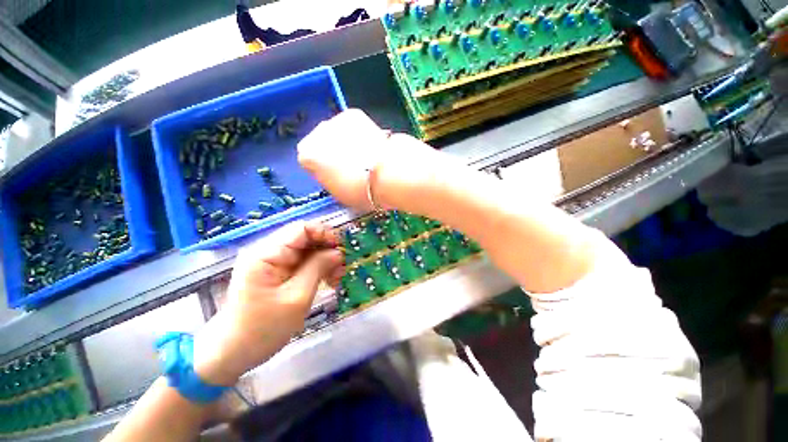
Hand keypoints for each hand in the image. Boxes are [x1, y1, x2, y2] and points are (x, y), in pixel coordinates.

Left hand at [192, 222, 343, 385]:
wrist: (231, 353)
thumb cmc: (262, 329)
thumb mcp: (297, 298)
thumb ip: (318, 268)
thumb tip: (337, 252)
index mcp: (266, 254)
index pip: (301, 228)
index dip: (325, 234)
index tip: (340, 249)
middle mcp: (268, 251)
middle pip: (306, 238)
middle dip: (327, 250)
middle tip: (341, 269)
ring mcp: (272, 262)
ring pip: (307, 250)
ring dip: (325, 261)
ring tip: (336, 278)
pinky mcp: (276, 272)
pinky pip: (302, 262)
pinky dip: (317, 269)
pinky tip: (327, 281)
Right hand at [297, 109, 436, 209]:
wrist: (385, 175)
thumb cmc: (360, 190)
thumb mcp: (337, 193)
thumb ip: (328, 178)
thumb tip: (332, 172)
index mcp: (307, 157)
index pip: (308, 160)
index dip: (323, 169)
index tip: (334, 175)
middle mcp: (316, 134)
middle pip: (321, 143)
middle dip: (332, 152)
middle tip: (350, 166)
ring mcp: (334, 122)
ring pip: (335, 132)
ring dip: (345, 141)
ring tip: (362, 156)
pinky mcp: (353, 115)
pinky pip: (351, 125)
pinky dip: (358, 133)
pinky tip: (368, 145)